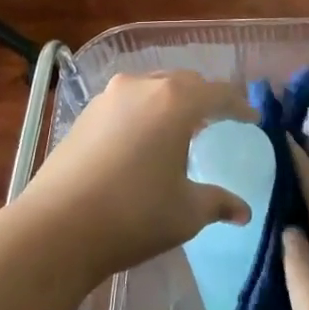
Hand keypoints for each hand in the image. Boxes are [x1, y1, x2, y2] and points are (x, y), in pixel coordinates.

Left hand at [10, 72, 253, 282]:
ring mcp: (108, 97)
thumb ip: (218, 202)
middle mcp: (142, 87)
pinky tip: (144, 140)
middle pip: (183, 82)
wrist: (57, 227)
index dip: (239, 105)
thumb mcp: (186, 212)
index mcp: (175, 101)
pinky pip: (127, 103)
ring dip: (171, 103)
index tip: (251, 118)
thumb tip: (243, 211)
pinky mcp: (84, 114)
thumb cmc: (134, 214)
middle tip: (218, 120)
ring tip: (180, 129)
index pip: (218, 93)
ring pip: (151, 88)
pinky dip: (144, 113)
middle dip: (204, 98)